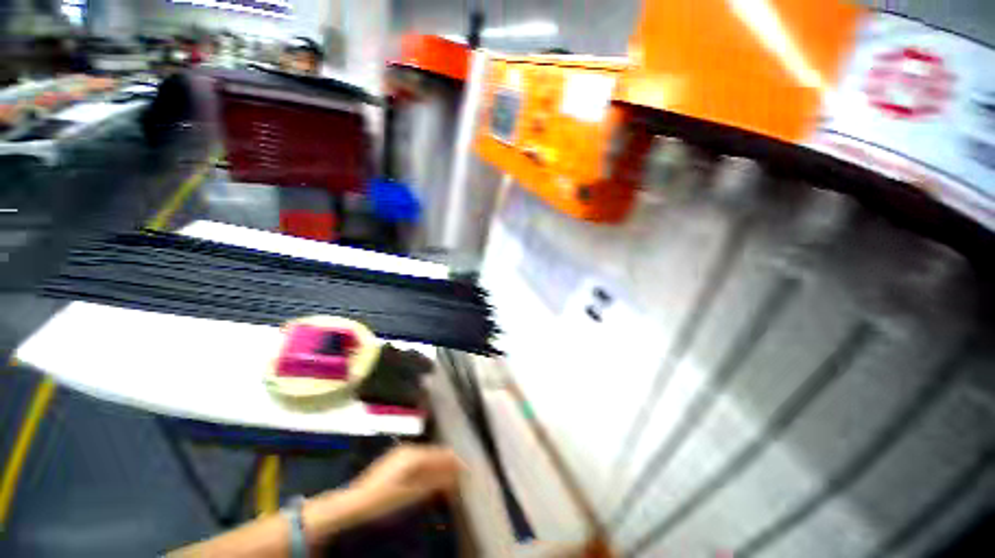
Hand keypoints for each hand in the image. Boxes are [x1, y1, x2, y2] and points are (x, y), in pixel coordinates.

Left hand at [348, 445, 461, 520]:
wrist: (354, 501)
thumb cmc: (383, 499)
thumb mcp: (411, 494)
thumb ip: (434, 483)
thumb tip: (454, 476)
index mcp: (414, 455)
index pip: (441, 454)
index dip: (455, 462)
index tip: (467, 471)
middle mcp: (410, 449)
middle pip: (435, 453)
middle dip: (447, 465)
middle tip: (458, 479)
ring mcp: (402, 453)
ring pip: (427, 456)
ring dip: (438, 467)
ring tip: (447, 480)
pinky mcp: (397, 459)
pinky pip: (419, 460)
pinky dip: (427, 468)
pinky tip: (430, 478)